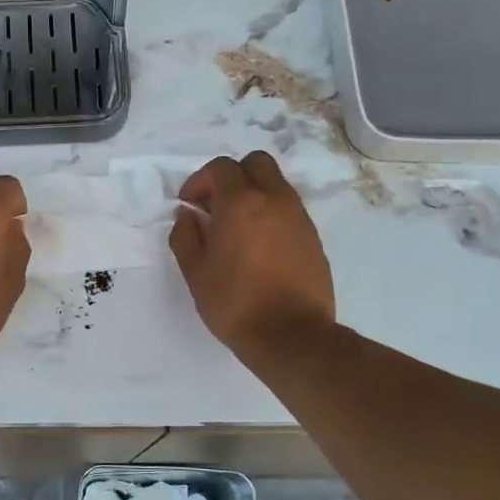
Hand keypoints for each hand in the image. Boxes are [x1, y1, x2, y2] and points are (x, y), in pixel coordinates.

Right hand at [169, 152, 334, 359]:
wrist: (292, 336)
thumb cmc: (235, 303)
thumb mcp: (195, 272)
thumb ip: (186, 236)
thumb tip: (187, 215)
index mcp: (241, 203)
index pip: (221, 167)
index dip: (200, 181)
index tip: (190, 205)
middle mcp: (275, 200)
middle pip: (256, 163)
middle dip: (232, 176)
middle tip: (216, 206)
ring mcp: (299, 217)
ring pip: (275, 185)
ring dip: (254, 195)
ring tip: (237, 229)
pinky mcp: (313, 237)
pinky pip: (289, 210)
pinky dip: (271, 215)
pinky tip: (259, 247)